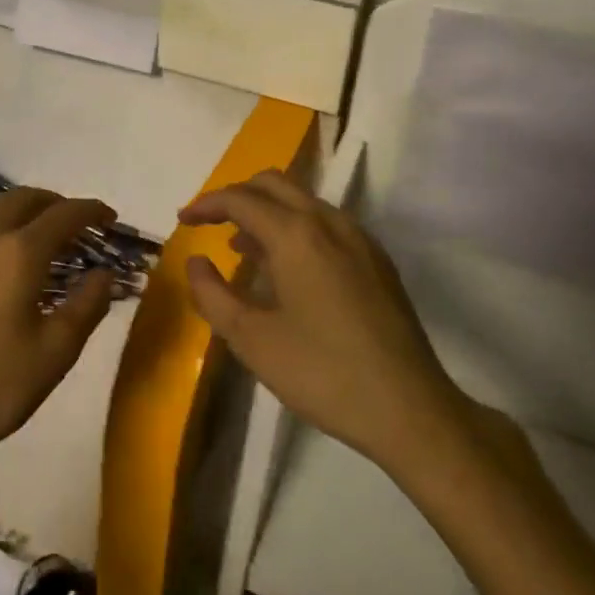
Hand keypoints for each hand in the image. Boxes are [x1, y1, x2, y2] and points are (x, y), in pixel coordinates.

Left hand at [0, 187, 117, 477]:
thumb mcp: (55, 354)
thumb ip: (87, 306)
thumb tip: (105, 273)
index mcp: (20, 252)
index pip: (65, 215)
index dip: (92, 211)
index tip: (109, 218)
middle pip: (23, 198)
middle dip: (54, 204)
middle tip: (71, 224)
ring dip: (11, 209)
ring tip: (24, 232)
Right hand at [180, 170, 478, 471]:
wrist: (411, 410)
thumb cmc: (322, 373)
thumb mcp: (251, 339)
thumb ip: (212, 294)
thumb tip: (196, 261)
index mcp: (296, 234)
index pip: (240, 198)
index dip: (206, 205)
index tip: (183, 221)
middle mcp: (329, 222)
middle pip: (274, 184)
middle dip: (237, 196)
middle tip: (210, 224)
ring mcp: (359, 239)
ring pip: (303, 201)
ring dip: (267, 212)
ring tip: (242, 249)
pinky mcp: (377, 261)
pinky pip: (326, 224)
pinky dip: (296, 228)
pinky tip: (287, 270)